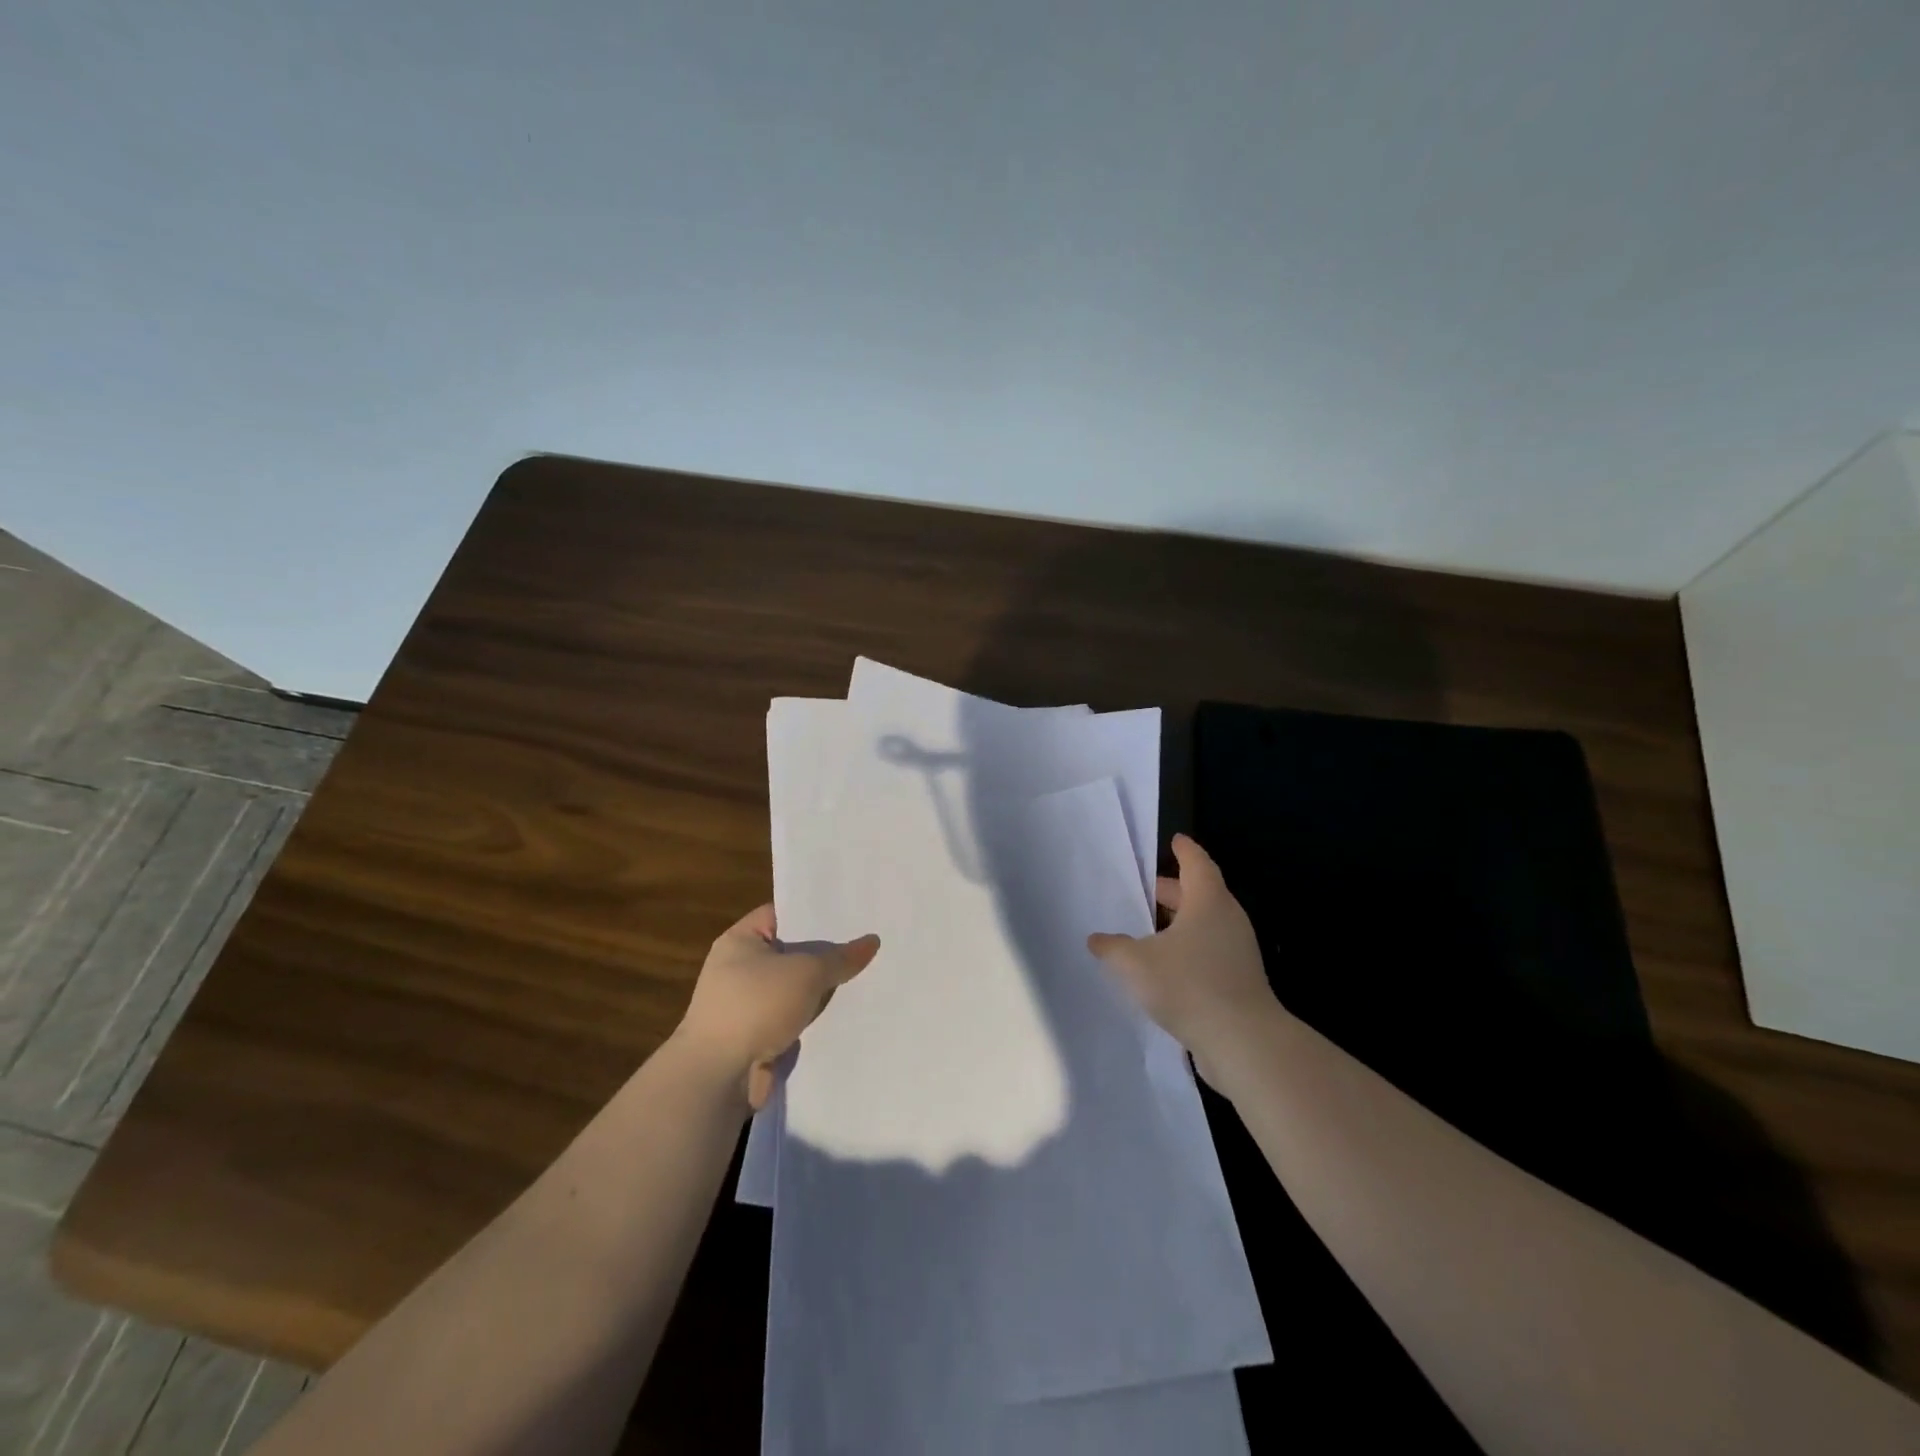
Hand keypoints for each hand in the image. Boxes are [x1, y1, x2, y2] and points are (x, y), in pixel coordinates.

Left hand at [675, 905, 879, 1110]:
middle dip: (825, 954)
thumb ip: (840, 957)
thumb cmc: (756, 1006)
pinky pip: (792, 1019)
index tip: (850, 913)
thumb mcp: (806, 972)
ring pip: (794, 989)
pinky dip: (812, 1020)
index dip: (815, 912)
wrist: (717, 1077)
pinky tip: (847, 1015)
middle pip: (792, 952)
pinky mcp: (755, 1037)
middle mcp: (739, 968)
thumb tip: (872, 941)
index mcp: (740, 940)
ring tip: (867, 978)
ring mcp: (745, 1005)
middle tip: (867, 944)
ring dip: (821, 991)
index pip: (783, 914)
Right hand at [1087, 834, 1279, 1084]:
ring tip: (1147, 930)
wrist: (1244, 1042)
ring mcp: (1238, 951)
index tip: (1174, 840)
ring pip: (1205, 925)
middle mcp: (1228, 919)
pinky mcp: (1240, 980)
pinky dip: (1188, 949)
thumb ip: (1113, 948)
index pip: (1196, 863)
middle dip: (1173, 890)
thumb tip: (1097, 939)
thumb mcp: (1135, 963)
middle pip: (1200, 893)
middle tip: (1145, 889)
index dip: (1184, 850)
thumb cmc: (1189, 985)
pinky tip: (1164, 967)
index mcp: (1208, 901)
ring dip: (1179, 923)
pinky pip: (1210, 952)